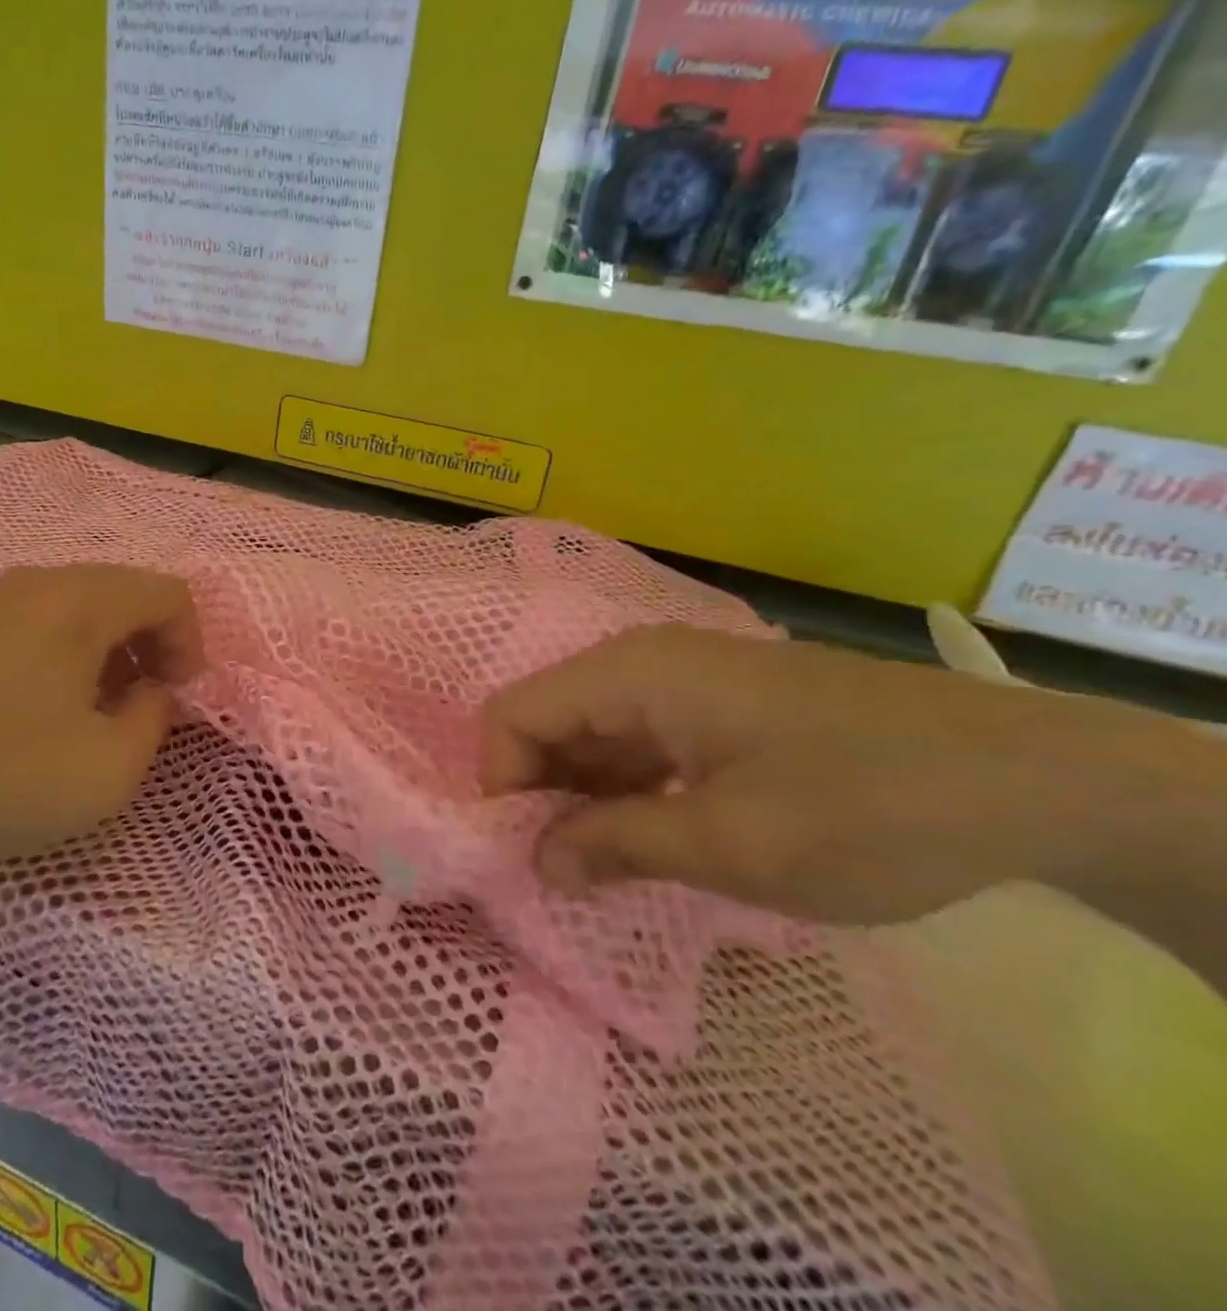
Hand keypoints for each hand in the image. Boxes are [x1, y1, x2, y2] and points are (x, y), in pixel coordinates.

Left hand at [0, 565, 203, 868]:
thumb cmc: (0, 774)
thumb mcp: (109, 768)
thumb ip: (154, 720)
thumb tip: (150, 692)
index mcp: (81, 600)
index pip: (169, 594)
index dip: (191, 645)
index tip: (179, 701)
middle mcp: (39, 583)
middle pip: (126, 594)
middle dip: (153, 648)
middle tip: (145, 707)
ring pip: (81, 609)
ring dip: (110, 654)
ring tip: (98, 713)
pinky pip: (40, 625)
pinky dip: (67, 657)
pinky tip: (46, 711)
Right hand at [479, 625, 1226, 925]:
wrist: (1033, 778)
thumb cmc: (866, 806)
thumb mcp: (730, 843)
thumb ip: (615, 846)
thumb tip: (537, 863)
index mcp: (631, 673)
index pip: (513, 715)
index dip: (500, 784)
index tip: (522, 854)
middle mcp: (643, 661)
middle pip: (547, 720)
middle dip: (536, 793)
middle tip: (556, 872)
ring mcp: (683, 679)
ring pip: (591, 732)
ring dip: (580, 795)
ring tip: (600, 865)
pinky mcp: (718, 703)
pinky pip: (639, 740)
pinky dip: (625, 788)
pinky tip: (648, 836)